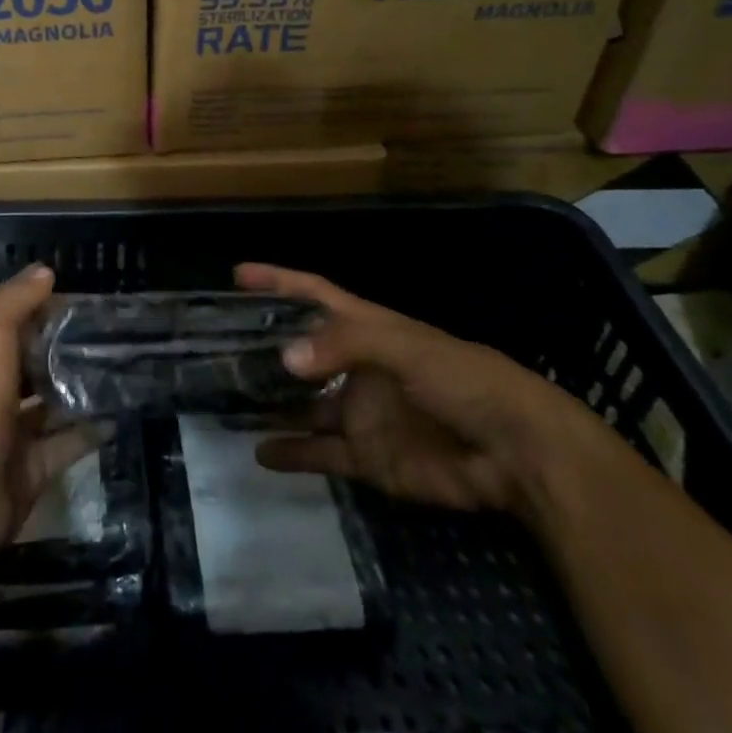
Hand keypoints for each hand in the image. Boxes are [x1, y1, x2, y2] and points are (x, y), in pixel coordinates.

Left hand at [0, 265, 98, 553]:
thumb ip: (14, 302)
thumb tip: (45, 269)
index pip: (15, 324)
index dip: (45, 309)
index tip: (87, 299)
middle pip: (35, 364)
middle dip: (68, 350)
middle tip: (115, 334)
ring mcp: (13, 433)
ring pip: (53, 404)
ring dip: (81, 390)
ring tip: (124, 369)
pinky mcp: (33, 469)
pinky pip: (66, 445)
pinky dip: (89, 432)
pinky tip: (118, 414)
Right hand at [238, 263, 603, 517]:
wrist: (517, 454)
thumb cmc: (463, 380)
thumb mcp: (404, 347)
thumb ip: (344, 346)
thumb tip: (285, 358)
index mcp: (367, 328)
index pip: (314, 295)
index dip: (278, 281)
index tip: (238, 274)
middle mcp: (356, 366)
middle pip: (300, 352)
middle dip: (263, 348)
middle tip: (214, 349)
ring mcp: (360, 412)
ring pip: (303, 404)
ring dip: (270, 402)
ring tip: (226, 400)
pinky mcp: (368, 457)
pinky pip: (321, 453)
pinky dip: (293, 454)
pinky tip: (260, 452)